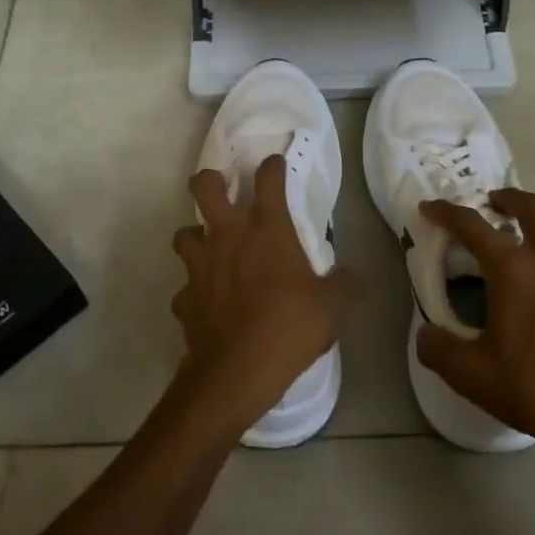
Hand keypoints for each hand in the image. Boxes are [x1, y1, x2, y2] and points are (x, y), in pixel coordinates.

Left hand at [168, 155, 353, 437]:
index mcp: (267, 230)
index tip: (274, 164)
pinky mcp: (183, 298)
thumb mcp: (332, 306)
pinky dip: (194, 291)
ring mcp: (199, 266)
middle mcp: (227, 237)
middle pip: (204, 187)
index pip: (268, 180)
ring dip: (195, 237)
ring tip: (209, 248)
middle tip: (221, 190)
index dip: (272, 167)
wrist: (239, 369)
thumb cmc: (291, 326)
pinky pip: (185, 287)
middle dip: (210, 181)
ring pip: (183, 233)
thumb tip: (351, 276)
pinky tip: (207, 303)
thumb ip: (343, 285)